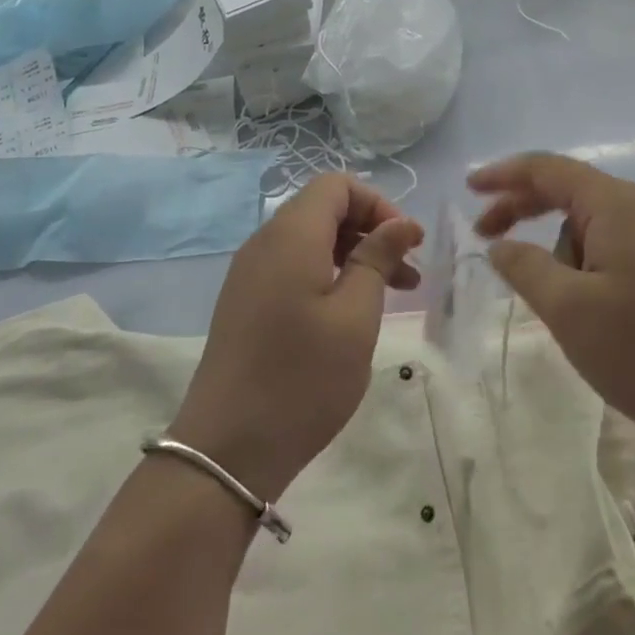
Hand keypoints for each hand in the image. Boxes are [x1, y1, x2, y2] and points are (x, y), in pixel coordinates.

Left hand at [168, 174, 422, 501]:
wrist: (227, 448)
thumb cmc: (302, 378)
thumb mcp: (355, 317)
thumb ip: (377, 259)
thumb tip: (399, 223)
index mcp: (290, 235)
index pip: (336, 185)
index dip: (378, 204)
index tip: (407, 243)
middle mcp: (264, 242)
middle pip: (323, 209)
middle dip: (370, 231)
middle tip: (408, 274)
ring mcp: (250, 273)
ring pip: (309, 240)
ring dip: (352, 256)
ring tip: (392, 295)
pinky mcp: (245, 301)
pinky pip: (291, 266)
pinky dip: (327, 274)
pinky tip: (350, 313)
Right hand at [469, 153, 634, 462]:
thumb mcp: (566, 309)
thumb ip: (524, 266)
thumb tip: (500, 245)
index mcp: (619, 205)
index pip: (549, 170)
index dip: (505, 175)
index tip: (469, 189)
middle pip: (571, 191)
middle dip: (524, 209)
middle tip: (485, 235)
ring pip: (594, 224)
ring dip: (561, 249)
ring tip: (559, 304)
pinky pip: (618, 245)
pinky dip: (587, 261)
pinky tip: (586, 302)